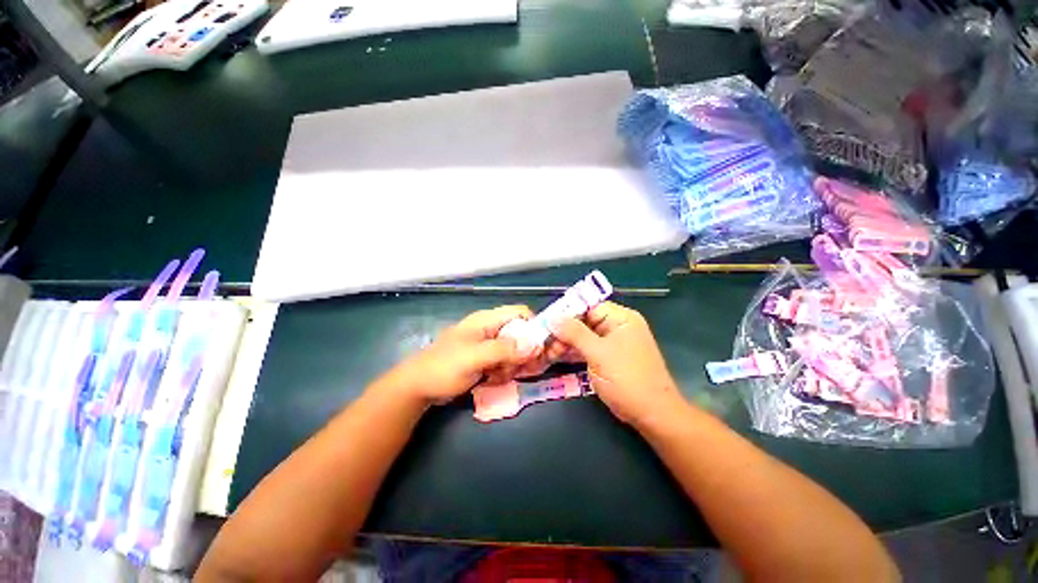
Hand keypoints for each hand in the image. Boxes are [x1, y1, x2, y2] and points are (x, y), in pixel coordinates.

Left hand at [381, 305, 542, 405]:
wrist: (418, 387)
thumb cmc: (443, 368)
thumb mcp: (474, 357)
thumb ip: (504, 349)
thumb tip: (535, 344)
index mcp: (487, 320)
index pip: (520, 313)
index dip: (534, 327)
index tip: (540, 349)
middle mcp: (491, 329)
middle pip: (521, 334)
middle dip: (523, 353)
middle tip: (519, 370)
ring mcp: (488, 344)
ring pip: (515, 350)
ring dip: (513, 365)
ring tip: (498, 376)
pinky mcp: (486, 358)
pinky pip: (505, 362)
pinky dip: (504, 372)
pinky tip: (493, 380)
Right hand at [548, 302, 685, 425]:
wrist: (652, 415)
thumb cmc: (627, 379)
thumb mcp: (598, 353)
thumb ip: (574, 333)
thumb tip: (552, 317)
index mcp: (621, 318)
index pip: (588, 306)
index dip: (566, 312)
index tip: (546, 322)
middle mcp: (617, 326)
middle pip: (584, 321)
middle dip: (564, 331)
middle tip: (545, 343)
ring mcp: (613, 343)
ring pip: (583, 336)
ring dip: (566, 343)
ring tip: (548, 352)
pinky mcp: (608, 358)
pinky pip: (587, 349)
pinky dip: (574, 352)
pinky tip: (557, 357)